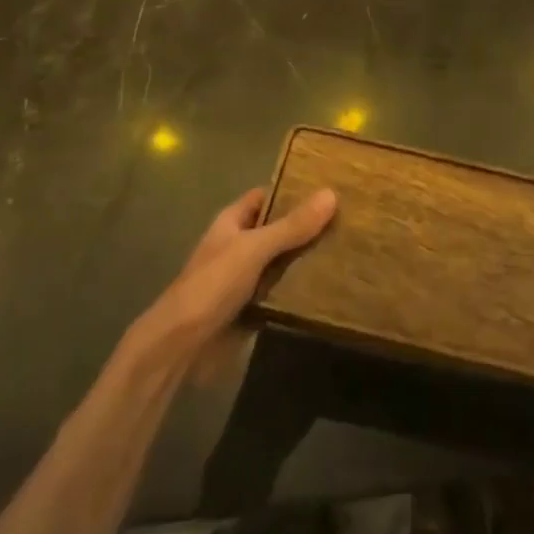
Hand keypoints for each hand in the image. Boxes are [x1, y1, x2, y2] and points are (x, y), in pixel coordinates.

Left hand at [138, 187, 336, 370]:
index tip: (331, 186)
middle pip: (279, 228)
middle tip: (351, 220)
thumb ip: (291, 226)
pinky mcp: (254, 307)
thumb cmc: (213, 285)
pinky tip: (332, 286)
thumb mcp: (254, 249)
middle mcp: (240, 245)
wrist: (182, 346)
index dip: (294, 189)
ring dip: (308, 259)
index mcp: (233, 221)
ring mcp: (247, 277)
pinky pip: (283, 291)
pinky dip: (302, 290)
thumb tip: (331, 194)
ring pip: (284, 261)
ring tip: (351, 250)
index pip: (268, 195)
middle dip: (308, 226)